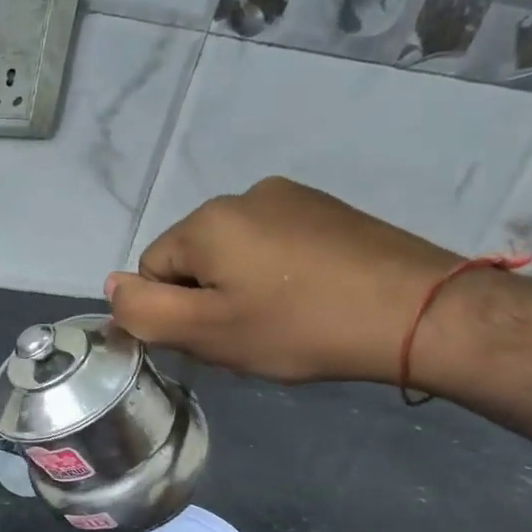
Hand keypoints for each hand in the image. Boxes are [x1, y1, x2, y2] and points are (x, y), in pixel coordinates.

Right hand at [105, 177, 458, 384]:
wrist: (421, 313)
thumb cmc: (298, 326)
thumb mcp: (204, 332)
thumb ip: (142, 310)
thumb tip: (111, 286)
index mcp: (206, 221)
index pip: (151, 270)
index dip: (172, 311)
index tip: (213, 335)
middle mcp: (243, 195)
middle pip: (192, 259)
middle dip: (205, 297)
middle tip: (246, 333)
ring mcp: (291, 197)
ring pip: (232, 254)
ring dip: (240, 286)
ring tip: (281, 319)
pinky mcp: (328, 209)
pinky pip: (273, 244)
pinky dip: (276, 274)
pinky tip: (308, 299)